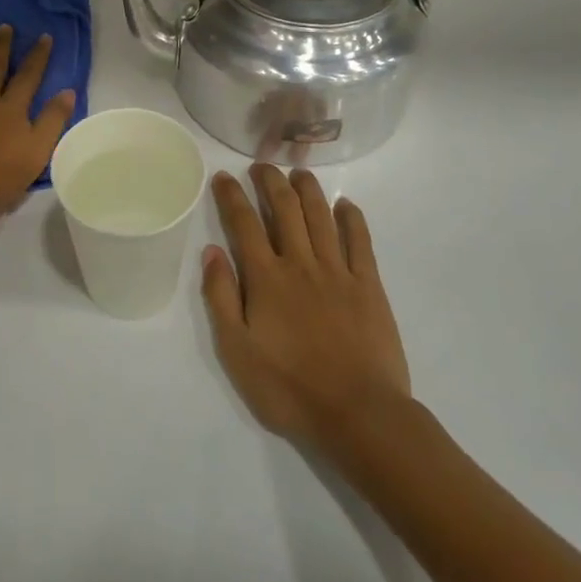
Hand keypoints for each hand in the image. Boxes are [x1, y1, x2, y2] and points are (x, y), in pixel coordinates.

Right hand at [201, 165, 410, 450]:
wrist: (358, 414)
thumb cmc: (290, 389)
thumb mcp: (237, 352)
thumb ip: (221, 298)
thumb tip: (211, 251)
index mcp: (266, 278)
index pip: (243, 223)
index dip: (231, 196)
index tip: (224, 176)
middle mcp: (300, 263)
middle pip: (284, 208)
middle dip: (269, 181)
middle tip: (260, 167)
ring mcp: (338, 271)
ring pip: (321, 215)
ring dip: (307, 188)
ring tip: (297, 172)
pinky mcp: (369, 285)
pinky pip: (360, 240)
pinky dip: (352, 218)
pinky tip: (345, 205)